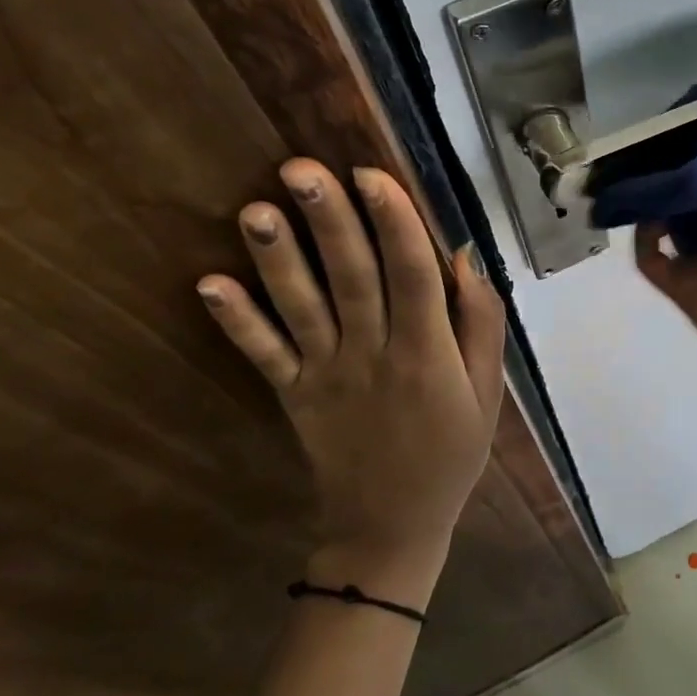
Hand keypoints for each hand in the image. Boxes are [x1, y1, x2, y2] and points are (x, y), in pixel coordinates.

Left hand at [197, 160, 506, 602]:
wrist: (392, 526)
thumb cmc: (451, 451)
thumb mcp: (488, 390)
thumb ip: (480, 323)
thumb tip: (461, 256)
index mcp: (427, 354)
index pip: (411, 275)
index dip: (394, 223)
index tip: (371, 173)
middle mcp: (374, 356)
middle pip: (352, 278)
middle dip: (329, 221)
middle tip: (301, 168)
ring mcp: (326, 376)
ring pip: (302, 309)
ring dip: (277, 260)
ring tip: (254, 211)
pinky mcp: (293, 395)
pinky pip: (264, 355)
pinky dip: (236, 322)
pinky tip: (208, 285)